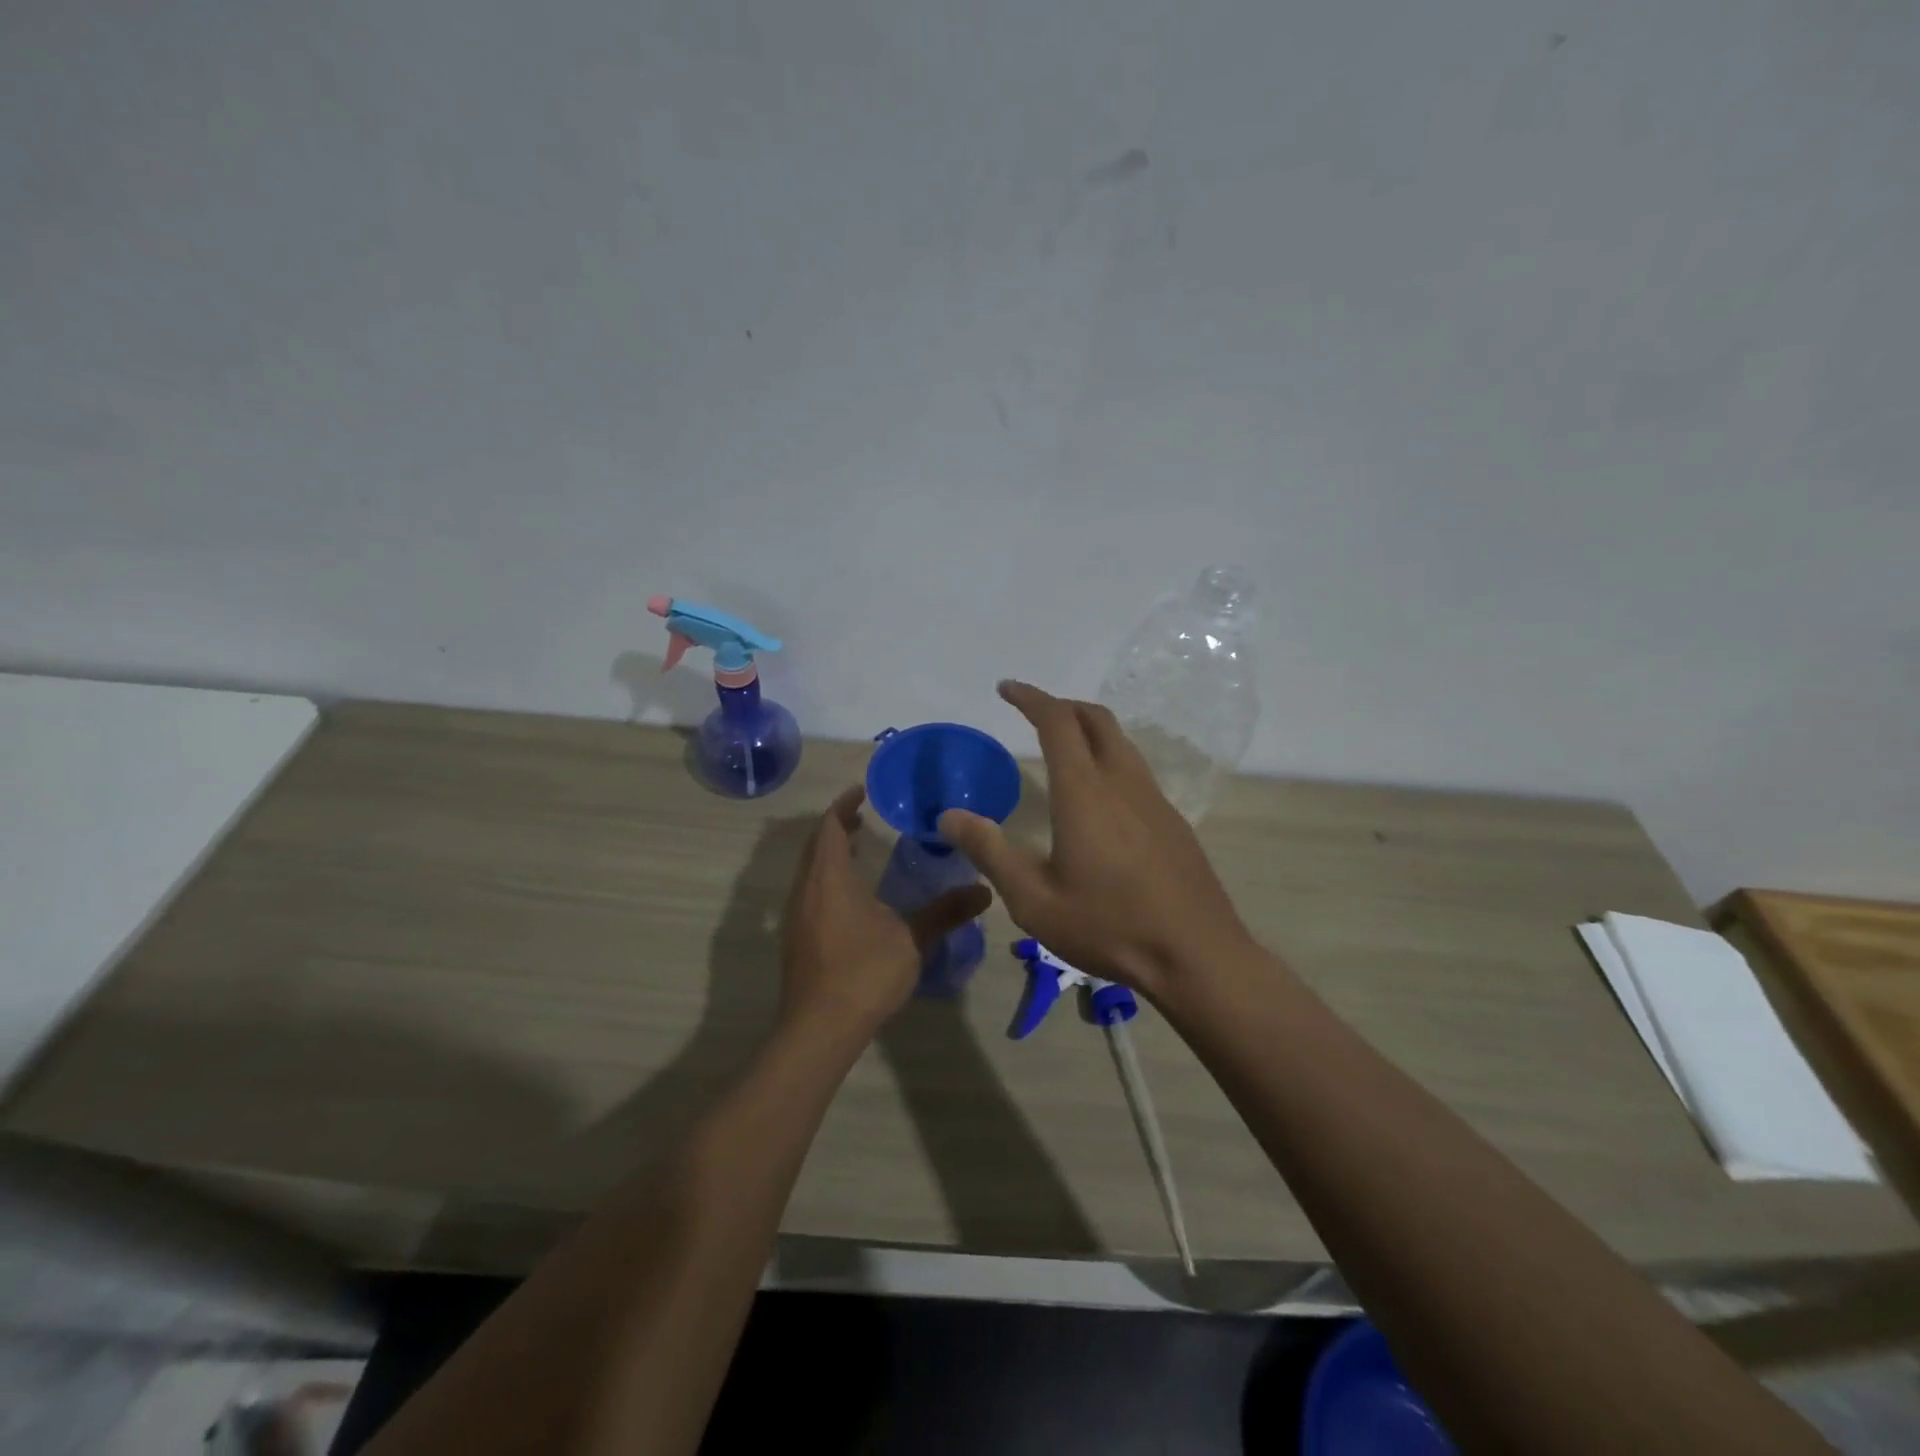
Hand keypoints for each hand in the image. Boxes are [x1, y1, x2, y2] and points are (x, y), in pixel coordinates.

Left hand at [780, 786, 992, 1038]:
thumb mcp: (912, 939)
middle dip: (838, 827)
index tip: (861, 791)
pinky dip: (827, 877)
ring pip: (810, 870)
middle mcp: (806, 889)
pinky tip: (851, 896)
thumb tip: (985, 891)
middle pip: (817, 845)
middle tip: (864, 816)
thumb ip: (945, 912)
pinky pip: (810, 891)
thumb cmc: (864, 973)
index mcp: (829, 878)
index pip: (831, 827)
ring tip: (859, 849)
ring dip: (831, 853)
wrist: (818, 1028)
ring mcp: (797, 915)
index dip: (844, 805)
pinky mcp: (796, 938)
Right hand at [938, 681, 1251, 1002]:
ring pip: (1121, 742)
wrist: (1196, 955)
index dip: (1031, 698)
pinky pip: (1135, 770)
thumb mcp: (1034, 899)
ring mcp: (1154, 800)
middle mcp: (1122, 782)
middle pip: (1096, 719)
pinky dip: (1109, 758)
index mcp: (1085, 792)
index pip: (1057, 721)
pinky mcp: (1172, 821)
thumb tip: (949, 816)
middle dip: (1062, 705)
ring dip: (1089, 730)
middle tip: (1033, 712)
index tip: (1006, 689)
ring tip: (1062, 747)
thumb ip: (990, 852)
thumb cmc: (1109, 925)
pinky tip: (1098, 797)